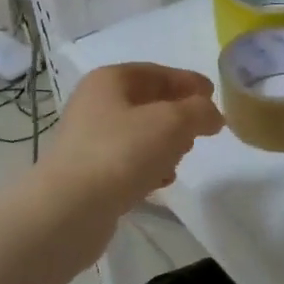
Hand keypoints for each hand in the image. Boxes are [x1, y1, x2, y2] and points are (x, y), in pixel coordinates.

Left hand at [45, 63, 222, 225]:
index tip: (214, 95)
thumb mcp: (172, 123)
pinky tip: (160, 183)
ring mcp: (87, 141)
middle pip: (147, 103)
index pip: (156, 72)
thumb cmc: (122, 153)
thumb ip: (200, 111)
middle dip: (177, 115)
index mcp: (109, 81)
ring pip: (138, 135)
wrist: (69, 211)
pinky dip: (147, 168)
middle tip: (200, 130)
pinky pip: (126, 162)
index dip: (187, 82)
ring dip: (164, 144)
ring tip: (180, 159)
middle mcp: (94, 105)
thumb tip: (212, 115)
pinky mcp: (87, 174)